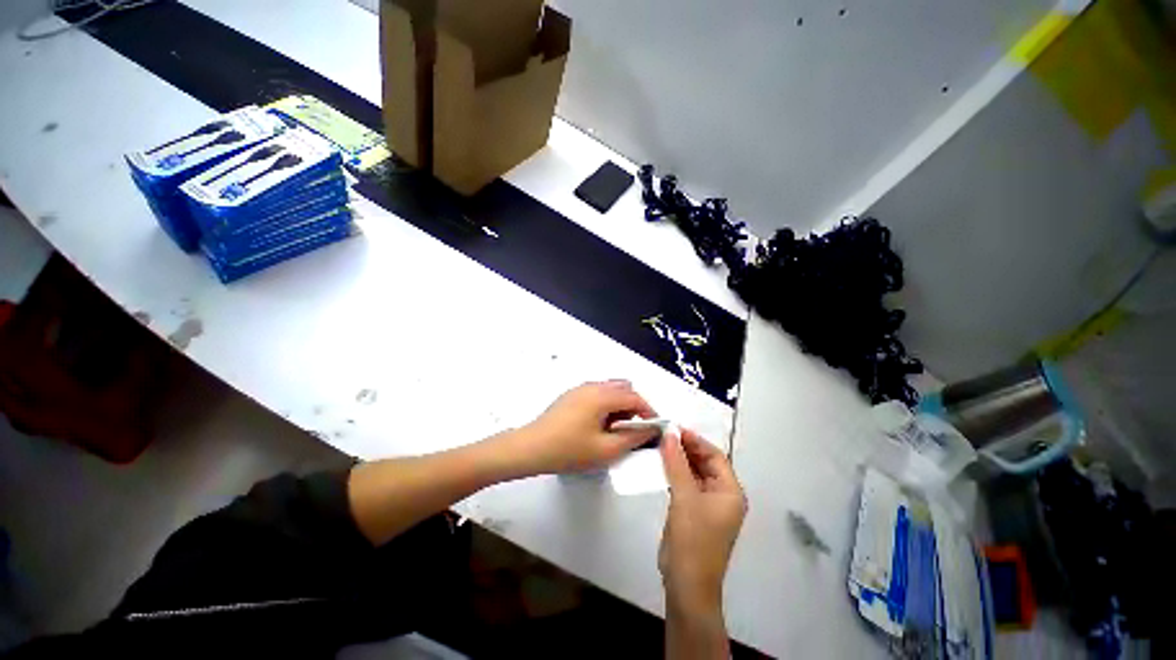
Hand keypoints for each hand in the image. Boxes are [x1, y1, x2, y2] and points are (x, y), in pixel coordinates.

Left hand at [502, 380, 658, 476]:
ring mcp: (579, 389)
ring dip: (619, 406)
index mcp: (602, 395)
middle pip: (623, 389)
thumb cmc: (569, 450)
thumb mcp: (606, 450)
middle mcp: (592, 386)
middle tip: (632, 430)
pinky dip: (605, 406)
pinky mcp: (571, 396)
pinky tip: (597, 426)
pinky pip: (596, 394)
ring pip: (609, 390)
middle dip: (634, 407)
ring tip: (614, 430)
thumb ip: (633, 438)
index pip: (635, 397)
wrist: (530, 448)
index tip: (654, 429)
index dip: (649, 412)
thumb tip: (650, 430)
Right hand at [659, 427, 745, 612]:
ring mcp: (707, 504)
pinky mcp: (693, 511)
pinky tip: (662, 464)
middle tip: (664, 434)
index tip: (674, 428)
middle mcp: (723, 495)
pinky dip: (675, 473)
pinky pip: (686, 484)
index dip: (695, 440)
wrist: (685, 584)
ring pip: (694, 472)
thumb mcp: (684, 497)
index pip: (715, 456)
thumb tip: (669, 433)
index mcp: (731, 491)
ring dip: (679, 459)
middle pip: (705, 463)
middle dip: (686, 448)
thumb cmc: (693, 539)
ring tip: (660, 444)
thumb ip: (676, 463)